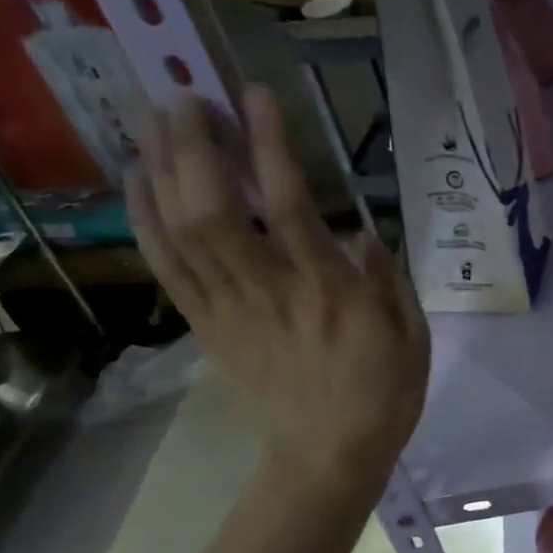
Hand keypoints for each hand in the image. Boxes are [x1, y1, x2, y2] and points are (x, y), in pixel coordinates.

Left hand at [127, 86, 428, 497]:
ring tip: (153, 119)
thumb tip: (357, 233)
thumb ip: (388, 281)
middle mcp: (273, 292)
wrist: (329, 457)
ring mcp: (232, 310)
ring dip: (163, 169)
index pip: (293, 208)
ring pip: (183, 232)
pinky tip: (138, 179)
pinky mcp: (209, 327)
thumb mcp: (413, 338)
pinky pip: (168, 267)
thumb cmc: (383, 396)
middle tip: (184, 96)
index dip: (270, 147)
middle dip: (195, 146)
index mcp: (332, 294)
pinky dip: (146, 219)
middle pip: (217, 210)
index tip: (255, 96)